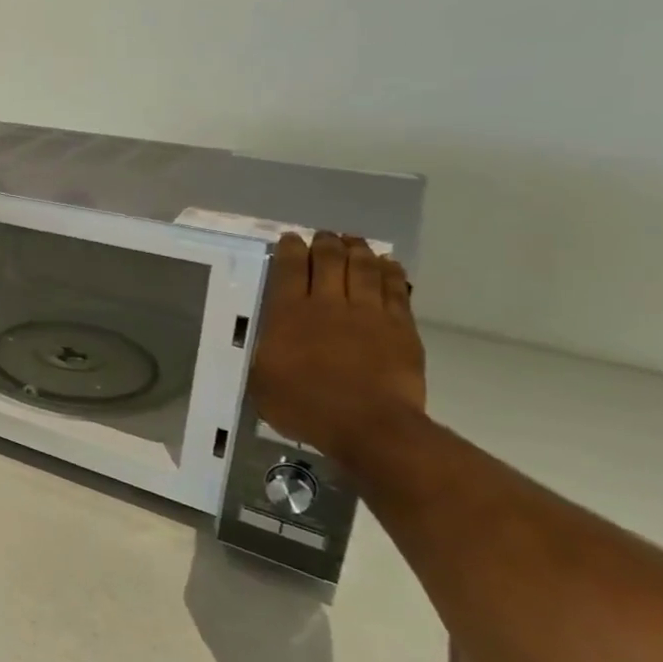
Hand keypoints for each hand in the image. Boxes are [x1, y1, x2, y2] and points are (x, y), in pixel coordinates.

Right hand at [249, 233, 426, 462]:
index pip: (289, 269)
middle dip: (325, 243)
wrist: (369, 425)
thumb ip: (263, 351)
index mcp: (288, 314)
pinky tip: (387, 264)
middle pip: (329, 261)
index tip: (290, 238)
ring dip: (358, 250)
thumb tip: (264, 339)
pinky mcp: (400, 326)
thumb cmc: (305, 406)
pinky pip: (395, 289)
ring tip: (354, 241)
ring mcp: (368, 313)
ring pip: (363, 268)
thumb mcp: (262, 380)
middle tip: (324, 236)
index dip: (290, 249)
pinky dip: (390, 272)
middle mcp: (328, 304)